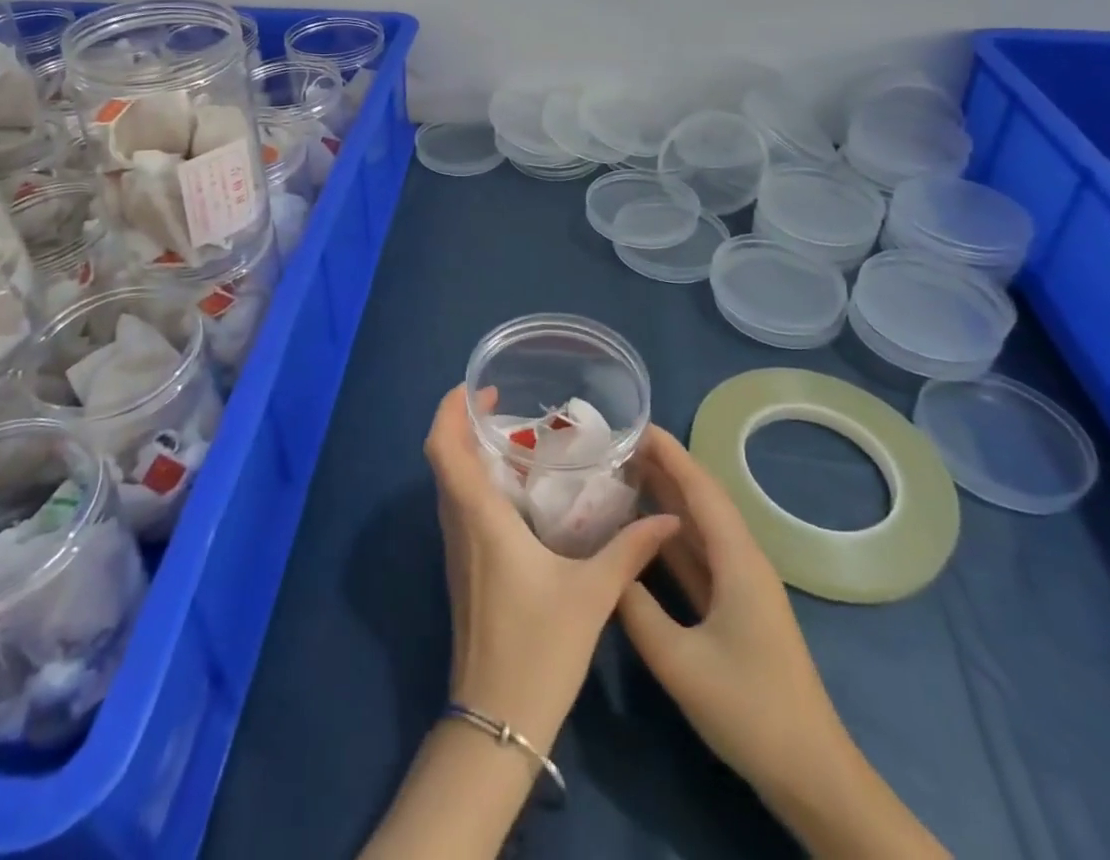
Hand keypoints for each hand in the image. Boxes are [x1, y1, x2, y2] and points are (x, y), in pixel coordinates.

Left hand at [425, 387, 677, 752]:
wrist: (497, 721)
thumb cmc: (538, 648)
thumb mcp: (592, 595)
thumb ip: (628, 550)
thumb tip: (667, 517)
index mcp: (480, 517)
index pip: (442, 447)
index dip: (449, 409)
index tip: (477, 388)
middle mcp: (459, 524)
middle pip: (442, 458)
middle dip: (462, 423)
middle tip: (502, 406)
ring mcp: (455, 548)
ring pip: (448, 482)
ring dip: (467, 452)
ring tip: (513, 438)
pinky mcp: (461, 567)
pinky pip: (459, 506)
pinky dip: (475, 481)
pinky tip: (515, 490)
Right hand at [615, 424, 840, 792]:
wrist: (812, 776)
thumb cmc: (750, 709)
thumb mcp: (680, 661)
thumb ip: (637, 608)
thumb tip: (606, 569)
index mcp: (738, 560)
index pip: (701, 489)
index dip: (670, 453)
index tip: (635, 424)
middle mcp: (742, 561)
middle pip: (701, 500)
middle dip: (664, 467)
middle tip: (616, 445)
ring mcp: (740, 586)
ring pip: (698, 528)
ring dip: (665, 498)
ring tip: (622, 473)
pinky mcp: (734, 609)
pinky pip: (698, 556)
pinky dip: (670, 536)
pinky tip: (641, 530)